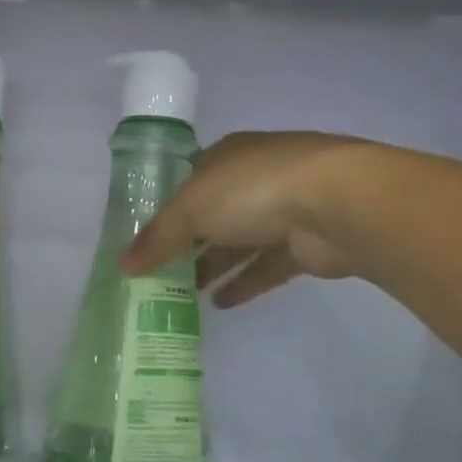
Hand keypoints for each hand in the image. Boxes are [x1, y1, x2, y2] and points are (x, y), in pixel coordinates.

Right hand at [121, 132, 366, 309]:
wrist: (338, 204)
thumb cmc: (253, 190)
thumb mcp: (190, 209)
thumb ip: (156, 238)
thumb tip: (122, 265)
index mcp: (227, 156)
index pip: (190, 180)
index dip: (167, 207)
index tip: (146, 237)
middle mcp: (255, 178)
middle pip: (214, 214)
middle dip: (188, 243)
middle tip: (160, 274)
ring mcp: (285, 209)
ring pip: (240, 242)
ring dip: (214, 266)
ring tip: (183, 295)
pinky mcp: (305, 244)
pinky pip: (267, 266)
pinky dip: (245, 283)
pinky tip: (220, 304)